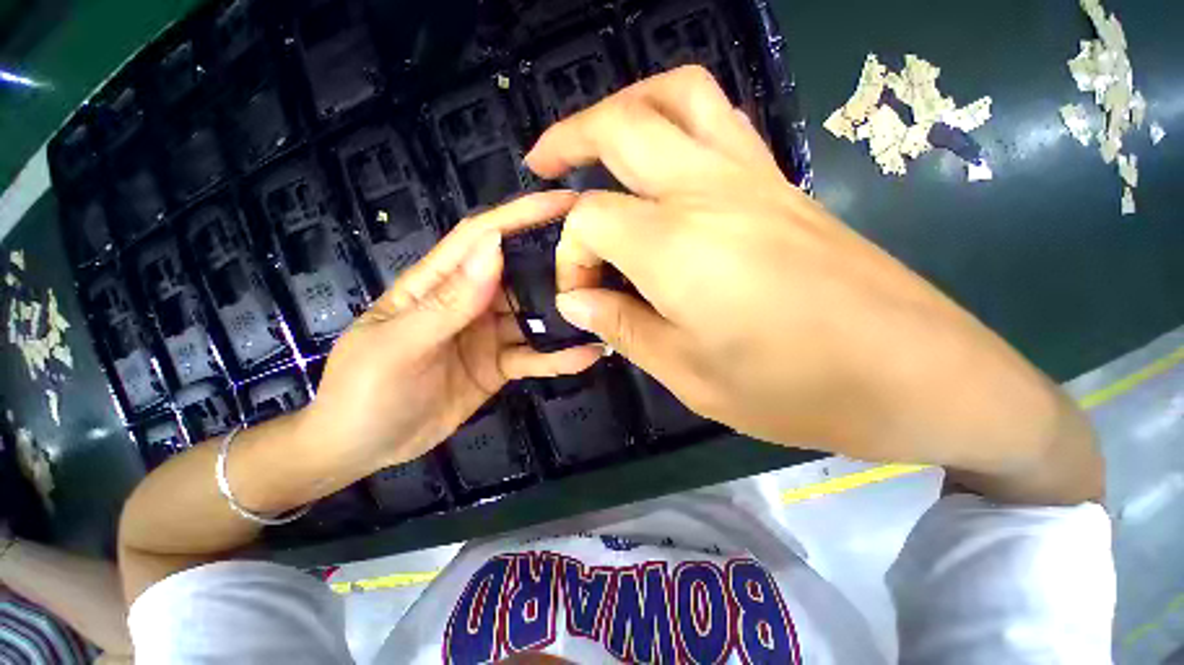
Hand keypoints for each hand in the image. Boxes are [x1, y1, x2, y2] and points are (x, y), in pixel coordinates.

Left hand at [301, 191, 601, 474]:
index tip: (565, 202)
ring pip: (534, 317)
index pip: (483, 237)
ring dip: (566, 315)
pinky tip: (588, 356)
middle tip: (602, 260)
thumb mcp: (399, 344)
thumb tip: (493, 249)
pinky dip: (559, 357)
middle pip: (519, 273)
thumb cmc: (363, 390)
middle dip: (557, 263)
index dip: (521, 215)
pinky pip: (534, 356)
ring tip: (605, 311)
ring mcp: (488, 334)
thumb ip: (447, 301)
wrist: (363, 445)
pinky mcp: (500, 364)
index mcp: (438, 282)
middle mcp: (470, 301)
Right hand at [528, 66, 1099, 502]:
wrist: (914, 374)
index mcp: (674, 245)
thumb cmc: (793, 388)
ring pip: (679, 96)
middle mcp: (708, 190)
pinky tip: (662, 160)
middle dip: (570, 136)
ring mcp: (752, 176)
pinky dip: (674, 121)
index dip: (571, 257)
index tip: (581, 297)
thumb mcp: (687, 373)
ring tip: (598, 140)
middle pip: (623, 123)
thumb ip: (622, 327)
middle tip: (542, 162)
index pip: (590, 221)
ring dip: (626, 106)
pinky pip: (718, 121)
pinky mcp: (781, 184)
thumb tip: (576, 300)